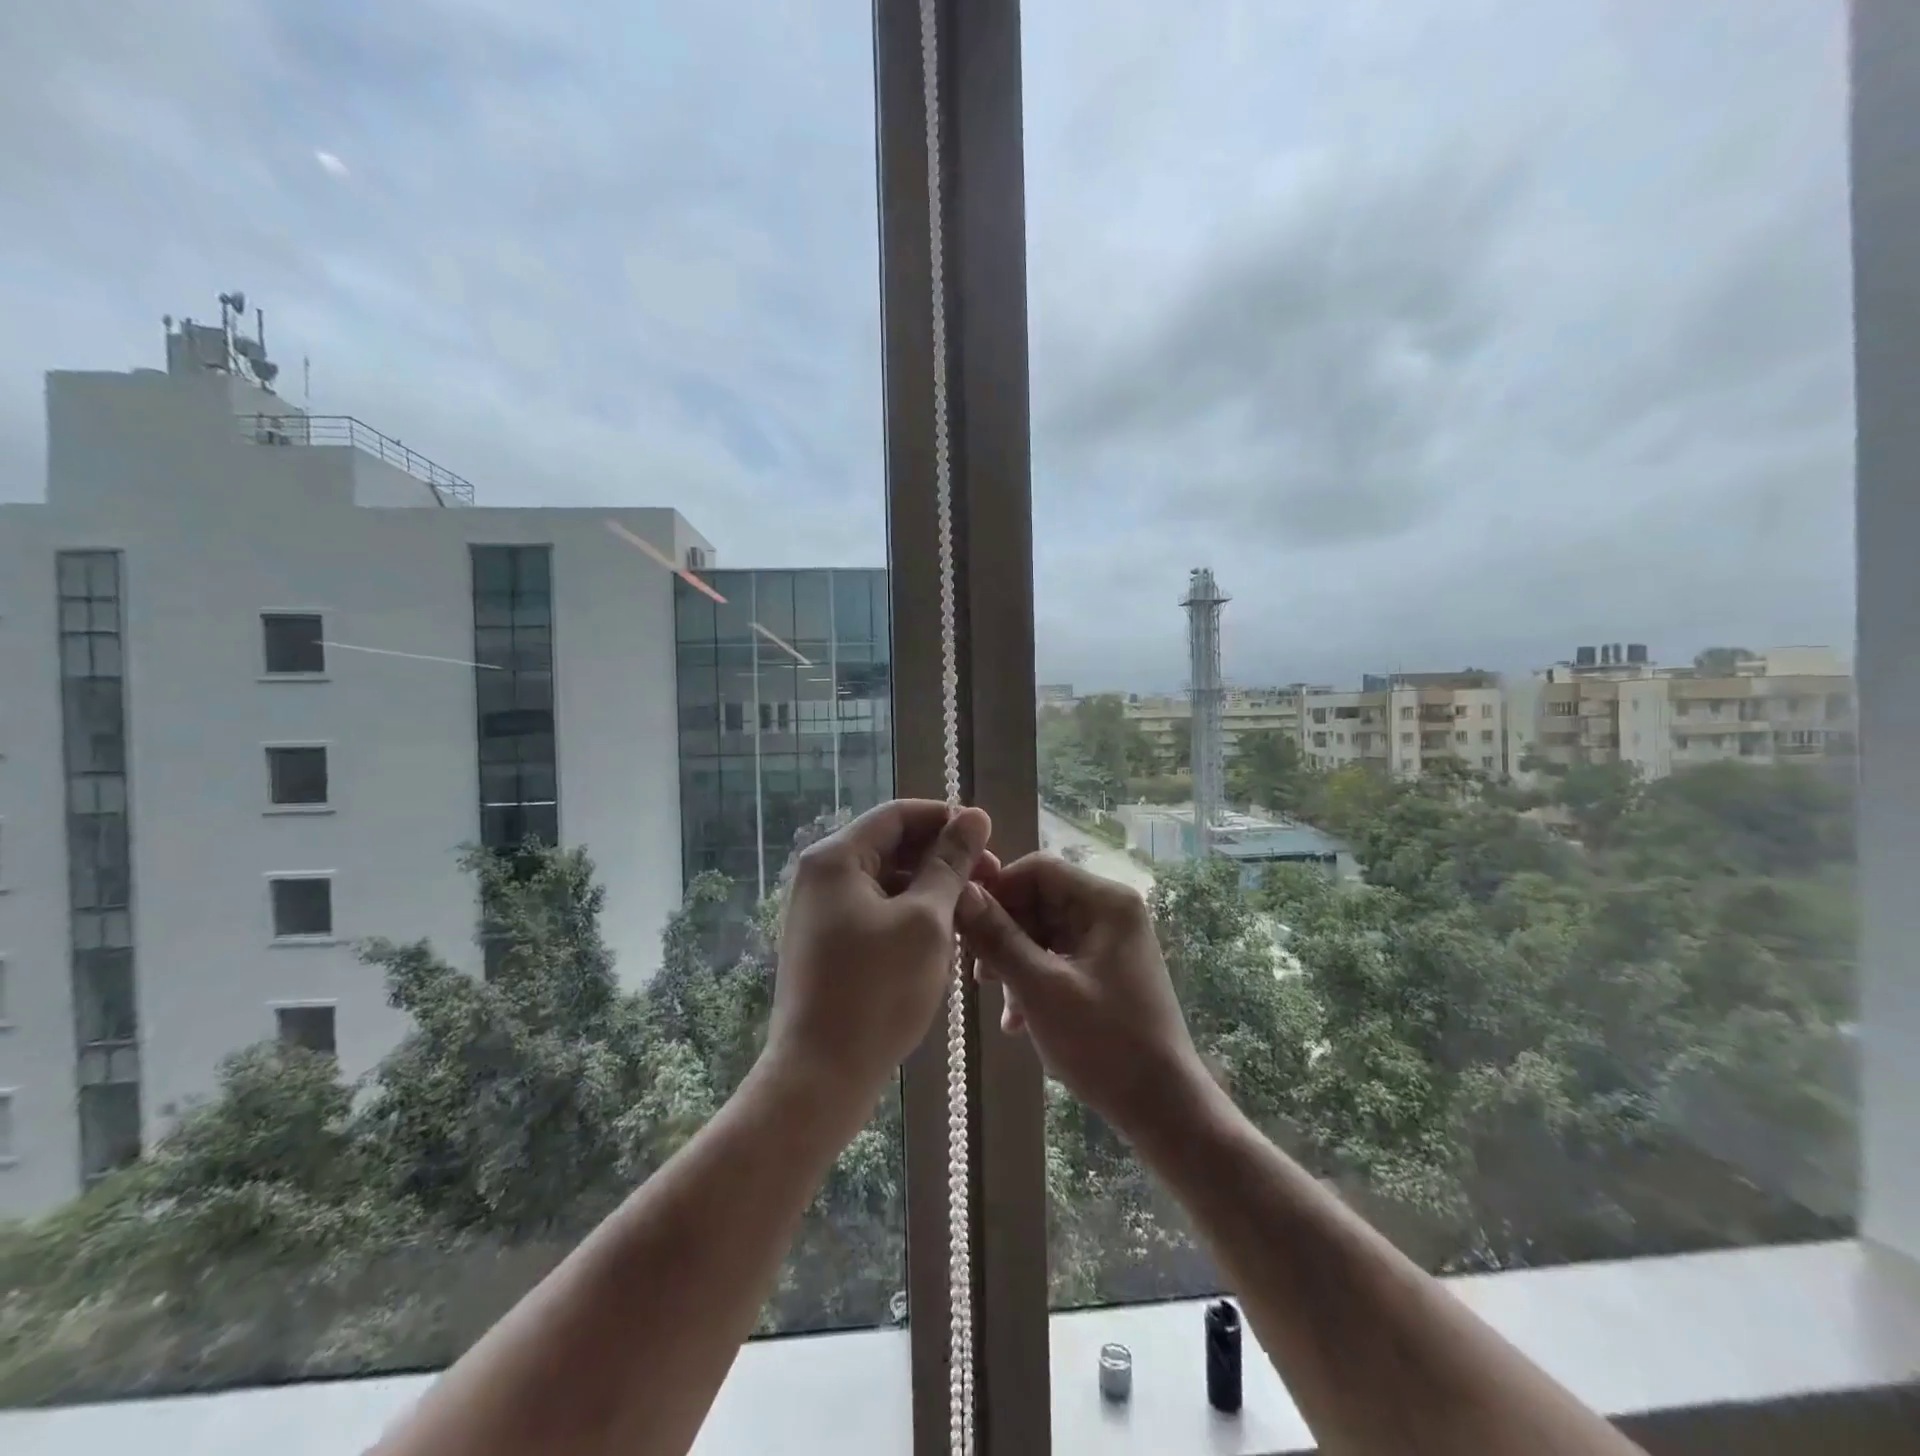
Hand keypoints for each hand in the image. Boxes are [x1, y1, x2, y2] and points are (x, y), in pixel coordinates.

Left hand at [767, 799, 992, 1114]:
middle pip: (891, 846)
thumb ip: (951, 863)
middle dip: (942, 858)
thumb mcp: (926, 920)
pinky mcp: (827, 943)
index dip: (947, 820)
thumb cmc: (877, 991)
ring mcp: (820, 911)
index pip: (898, 814)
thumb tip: (974, 816)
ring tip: (973, 912)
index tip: (990, 841)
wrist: (820, 1078)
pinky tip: (943, 939)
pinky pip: (875, 911)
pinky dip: (910, 915)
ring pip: (887, 881)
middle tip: (991, 881)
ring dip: (931, 889)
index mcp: (836, 857)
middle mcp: (821, 875)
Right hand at [957, 854, 1211, 1135]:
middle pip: (1039, 899)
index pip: (1038, 869)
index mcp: (1105, 902)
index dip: (997, 890)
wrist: (1163, 1109)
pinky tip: (1017, 1020)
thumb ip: (998, 938)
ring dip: (1014, 960)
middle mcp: (1110, 911)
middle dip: (1004, 932)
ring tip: (997, 999)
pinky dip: (1033, 978)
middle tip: (977, 973)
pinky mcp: (1105, 969)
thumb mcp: (1041, 989)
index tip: (964, 923)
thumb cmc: (1105, 1043)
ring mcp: (1109, 941)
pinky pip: (1057, 956)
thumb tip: (961, 893)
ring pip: (1043, 930)